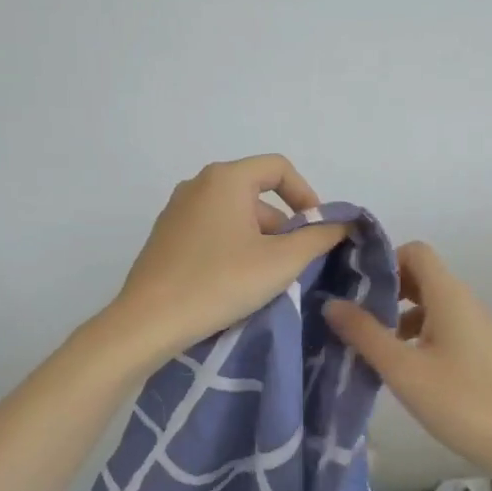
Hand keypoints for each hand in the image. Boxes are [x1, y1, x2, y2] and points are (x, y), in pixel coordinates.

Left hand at [107, 156, 350, 363]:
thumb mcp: (281, 262)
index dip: (306, 195)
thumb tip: (342, 223)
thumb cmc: (220, 283)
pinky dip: (233, 247)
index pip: (278, 168)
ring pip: (234, 215)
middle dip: (283, 226)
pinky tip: (235, 282)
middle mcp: (198, 184)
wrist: (149, 322)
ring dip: (259, 240)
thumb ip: (318, 237)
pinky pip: (211, 231)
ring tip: (266, 280)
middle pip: (256, 193)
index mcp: (225, 178)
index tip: (317, 231)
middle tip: (294, 265)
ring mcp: (176, 210)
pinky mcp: (165, 237)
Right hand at [324, 241, 491, 481]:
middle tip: (356, 317)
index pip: (415, 251)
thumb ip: (364, 333)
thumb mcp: (403, 369)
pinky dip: (418, 333)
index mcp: (449, 296)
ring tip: (373, 345)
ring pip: (431, 303)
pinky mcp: (480, 350)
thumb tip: (331, 303)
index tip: (355, 287)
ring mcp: (476, 326)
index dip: (384, 261)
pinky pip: (443, 326)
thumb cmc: (460, 401)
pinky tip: (402, 366)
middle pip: (421, 276)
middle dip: (386, 290)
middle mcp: (465, 302)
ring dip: (399, 315)